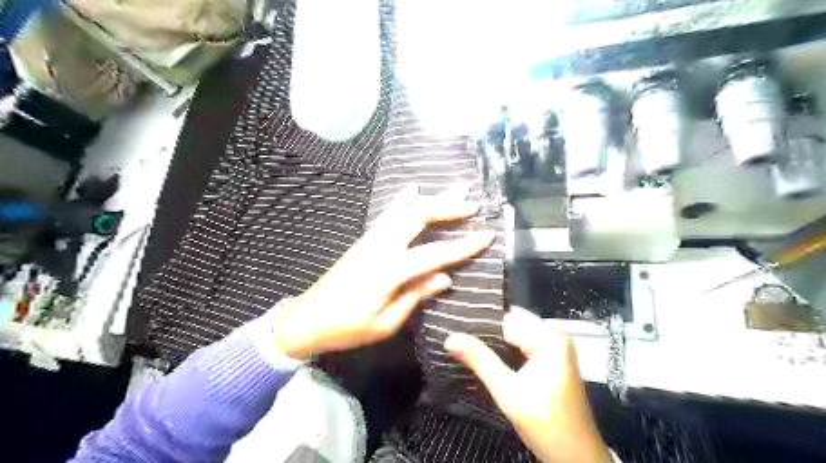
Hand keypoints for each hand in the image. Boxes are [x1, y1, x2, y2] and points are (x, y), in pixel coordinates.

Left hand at [273, 187, 491, 358]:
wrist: (308, 319)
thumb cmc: (347, 328)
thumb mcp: (385, 323)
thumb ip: (415, 296)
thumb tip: (445, 277)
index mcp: (388, 271)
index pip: (434, 254)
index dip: (463, 245)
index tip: (487, 236)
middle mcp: (380, 246)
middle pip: (418, 216)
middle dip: (448, 207)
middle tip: (472, 204)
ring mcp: (370, 239)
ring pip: (404, 209)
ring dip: (431, 199)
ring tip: (454, 191)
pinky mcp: (364, 240)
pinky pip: (389, 213)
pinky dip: (404, 200)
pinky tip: (412, 190)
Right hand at [446, 307, 612, 462]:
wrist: (577, 457)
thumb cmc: (546, 425)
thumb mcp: (508, 392)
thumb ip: (480, 360)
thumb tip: (450, 338)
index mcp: (548, 338)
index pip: (506, 319)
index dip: (478, 323)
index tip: (452, 325)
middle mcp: (554, 335)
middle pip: (512, 322)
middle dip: (484, 329)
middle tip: (455, 334)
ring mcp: (555, 346)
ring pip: (516, 332)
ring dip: (493, 339)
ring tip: (463, 341)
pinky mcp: (553, 358)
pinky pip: (523, 343)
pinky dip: (505, 347)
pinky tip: (484, 354)